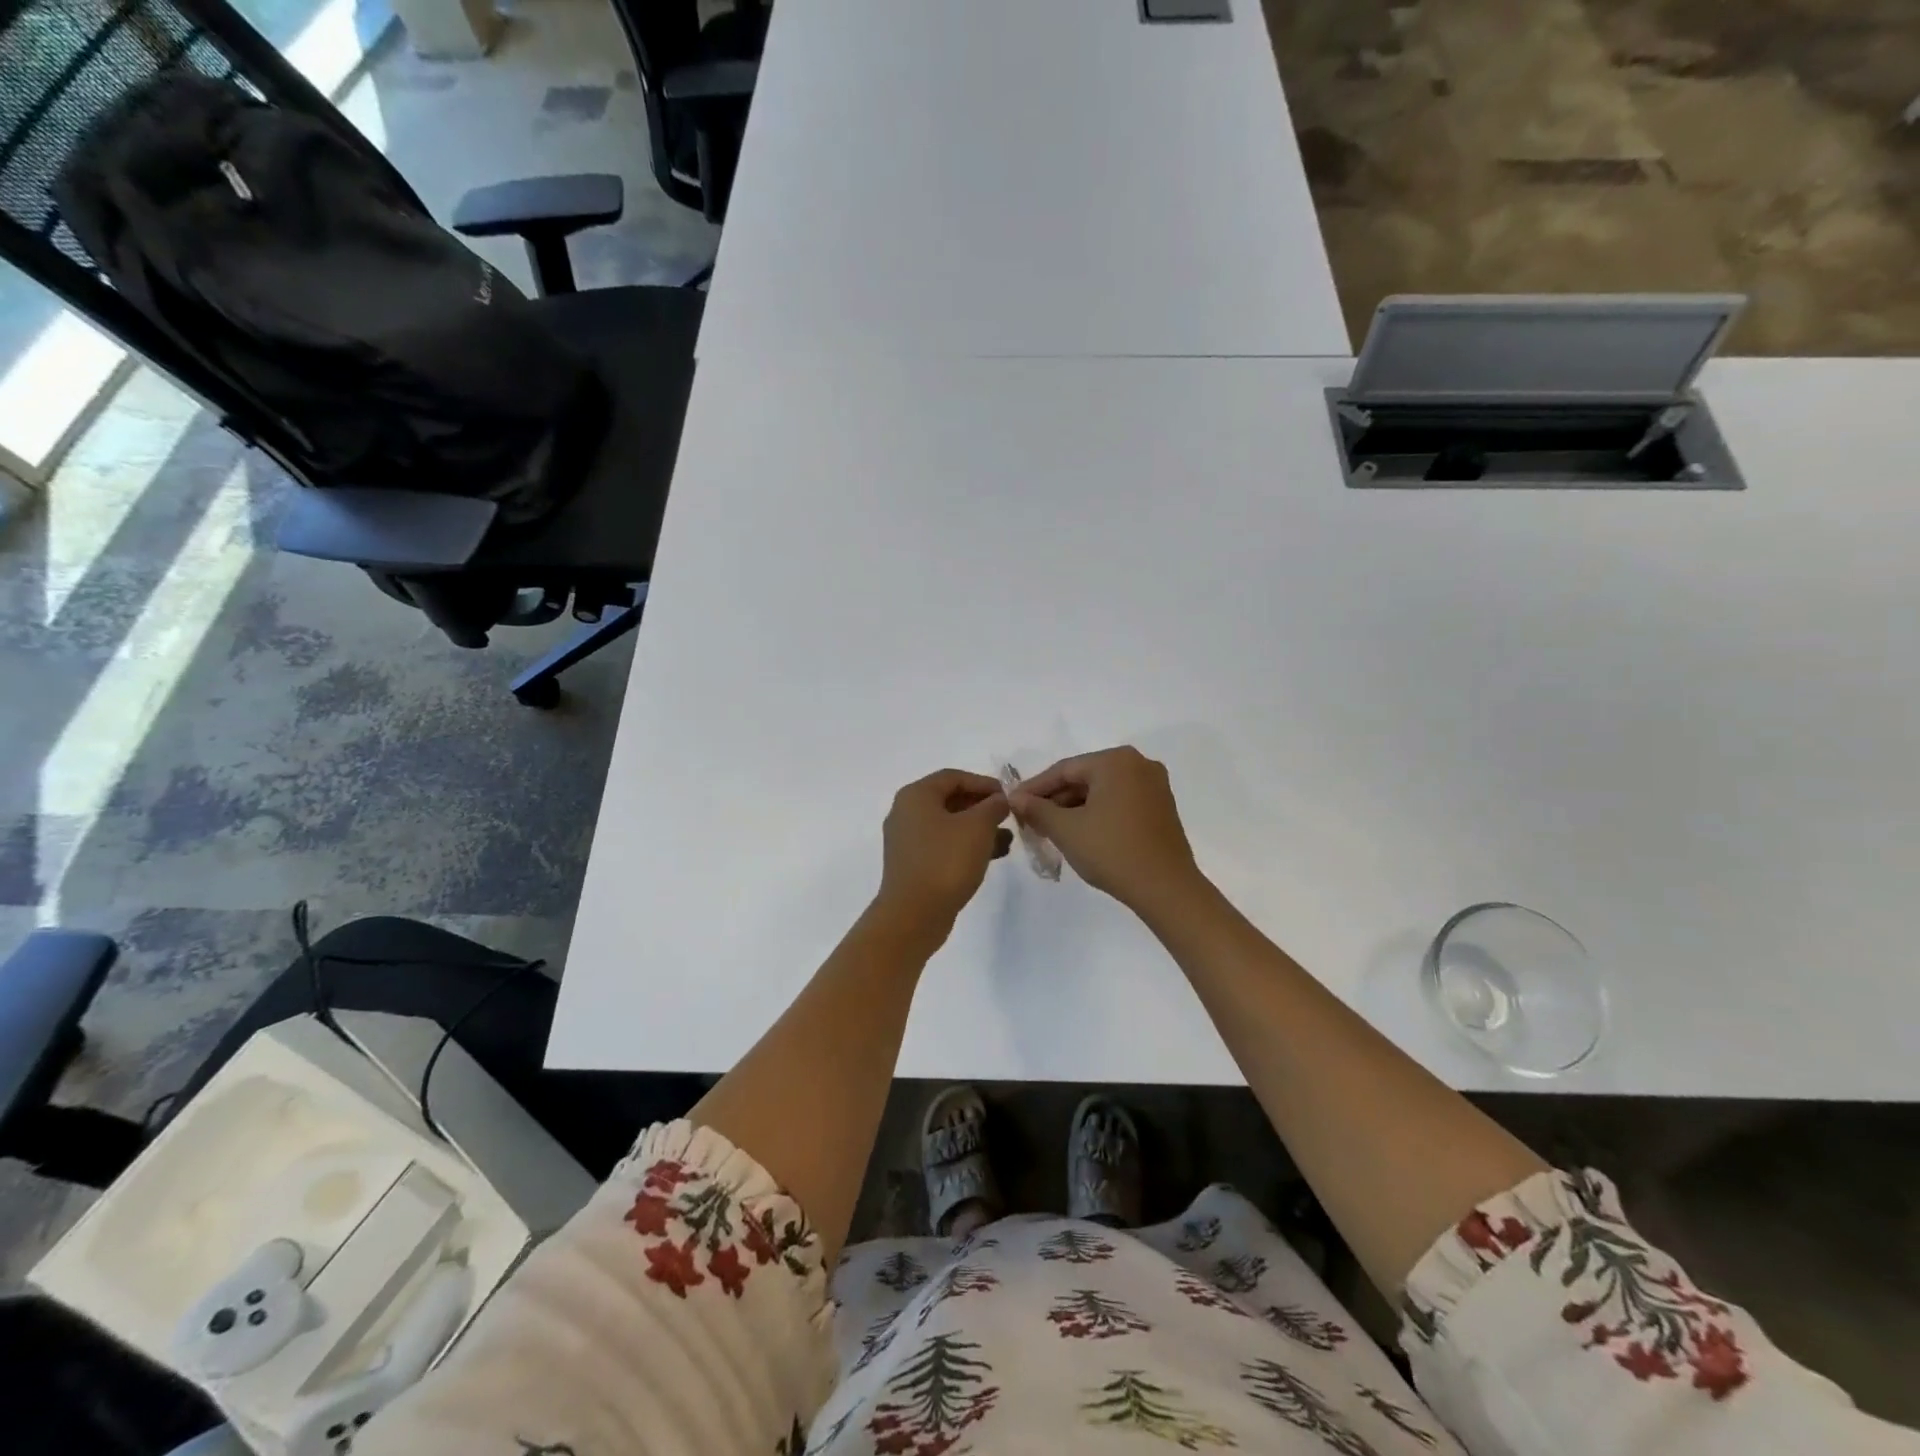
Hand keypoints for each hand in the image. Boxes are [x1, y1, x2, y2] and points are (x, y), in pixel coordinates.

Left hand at [875, 770, 1012, 942]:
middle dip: (982, 807)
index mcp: (916, 796)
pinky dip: (966, 846)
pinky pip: (943, 846)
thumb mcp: (978, 827)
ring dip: (978, 828)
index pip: (953, 777)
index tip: (1008, 796)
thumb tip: (999, 800)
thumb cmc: (946, 861)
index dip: (983, 783)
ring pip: (948, 825)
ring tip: (1007, 838)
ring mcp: (907, 841)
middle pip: (949, 800)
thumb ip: (992, 806)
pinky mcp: (913, 865)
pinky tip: (992, 856)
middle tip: (1008, 816)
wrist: (914, 915)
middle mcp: (906, 813)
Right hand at [1010, 746, 1203, 914]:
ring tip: (1050, 830)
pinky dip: (1097, 813)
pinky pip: (1119, 802)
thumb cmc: (1112, 851)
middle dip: (1055, 799)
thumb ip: (1037, 809)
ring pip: (1102, 791)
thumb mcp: (1066, 830)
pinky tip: (1080, 833)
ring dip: (1075, 808)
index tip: (1012, 804)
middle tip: (1029, 820)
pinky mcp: (1161, 807)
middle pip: (1084, 778)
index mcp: (1115, 761)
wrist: (1166, 889)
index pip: (1064, 770)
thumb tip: (1016, 798)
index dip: (1034, 788)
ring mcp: (1154, 786)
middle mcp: (1138, 764)